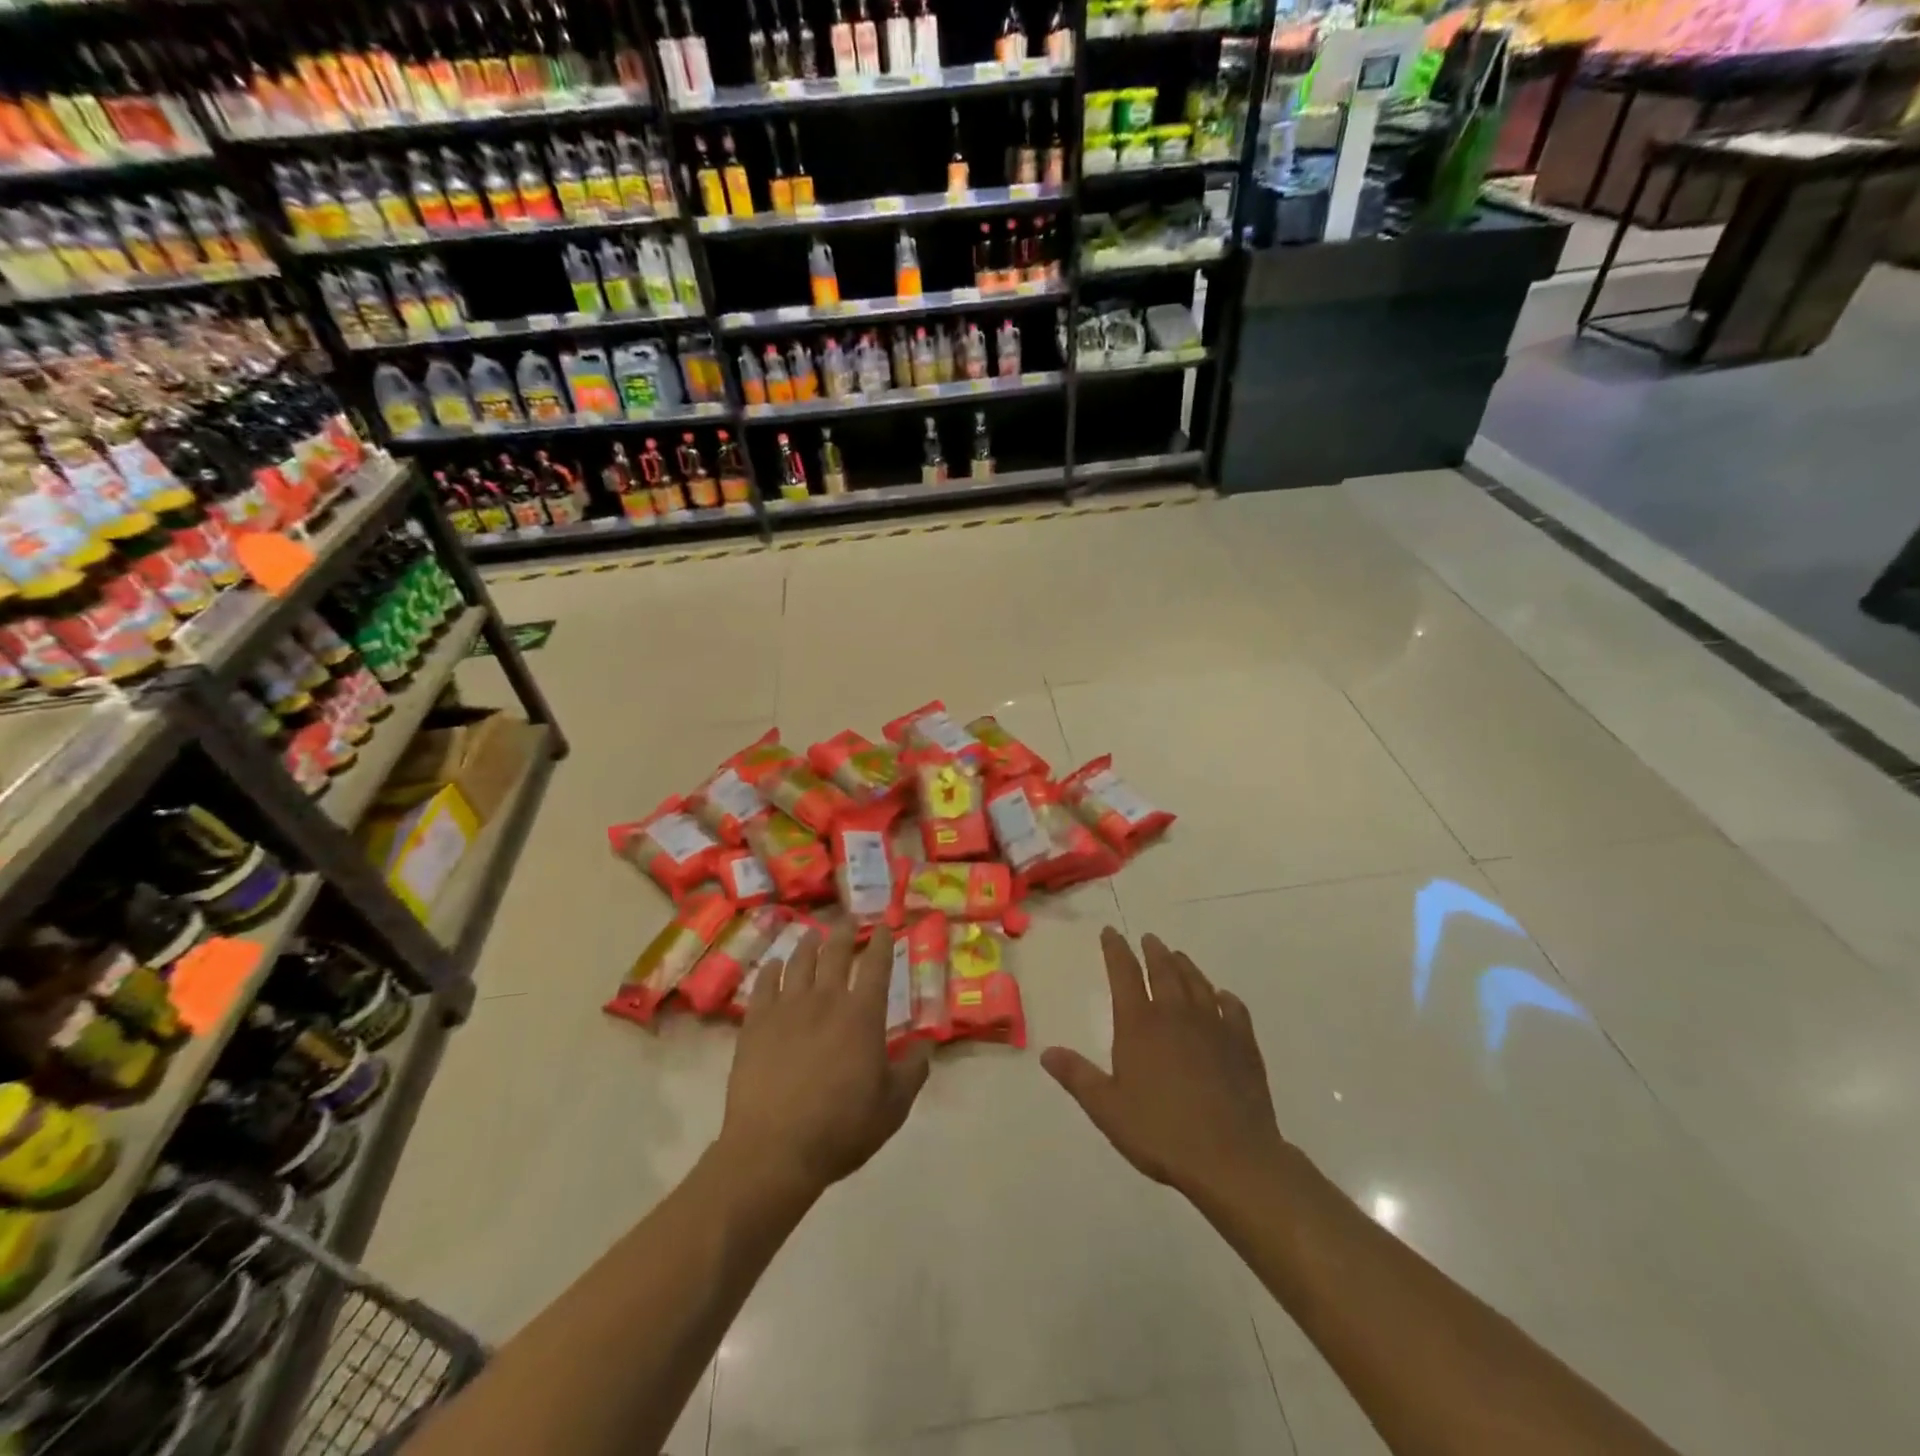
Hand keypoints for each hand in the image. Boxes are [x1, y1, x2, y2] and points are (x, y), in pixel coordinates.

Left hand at [720, 924, 930, 1199]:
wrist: (773, 1150)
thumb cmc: (841, 1128)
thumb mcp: (893, 1107)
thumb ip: (913, 1071)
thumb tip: (927, 1045)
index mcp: (862, 1015)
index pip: (876, 965)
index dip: (882, 942)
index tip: (884, 926)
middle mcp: (826, 999)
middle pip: (835, 952)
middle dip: (844, 932)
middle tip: (848, 919)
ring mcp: (786, 1008)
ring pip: (798, 962)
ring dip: (809, 944)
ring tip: (814, 935)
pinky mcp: (755, 1023)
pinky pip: (763, 984)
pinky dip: (771, 970)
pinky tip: (773, 965)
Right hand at [1043, 929, 1286, 1203]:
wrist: (1231, 1158)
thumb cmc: (1161, 1132)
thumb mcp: (1107, 1108)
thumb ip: (1077, 1076)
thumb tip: (1046, 1052)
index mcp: (1139, 1024)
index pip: (1124, 973)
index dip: (1115, 950)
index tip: (1110, 932)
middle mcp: (1176, 1014)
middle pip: (1164, 970)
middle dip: (1153, 952)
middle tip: (1148, 939)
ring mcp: (1214, 1026)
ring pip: (1197, 983)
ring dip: (1185, 966)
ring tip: (1178, 956)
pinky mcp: (1243, 1045)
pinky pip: (1234, 1010)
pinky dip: (1225, 998)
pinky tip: (1223, 997)